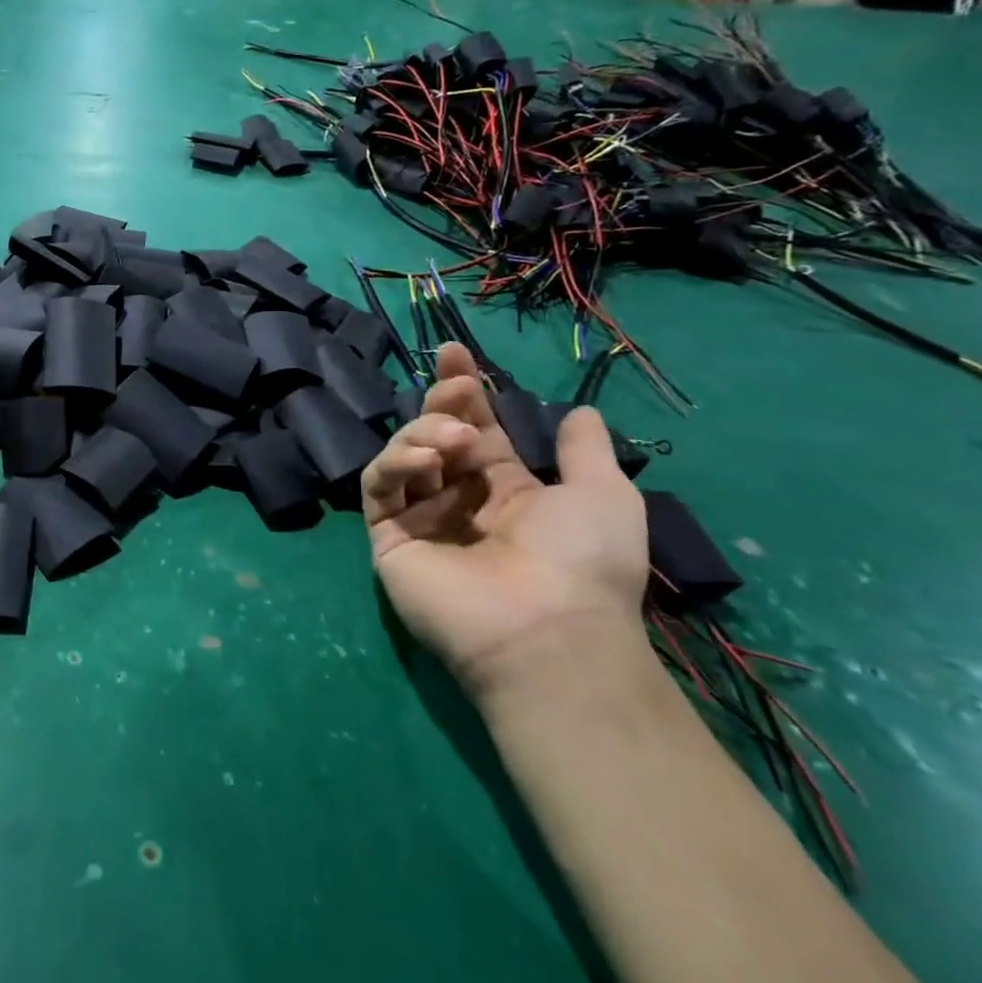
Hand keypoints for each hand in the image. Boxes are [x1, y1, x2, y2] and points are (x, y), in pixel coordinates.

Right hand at [361, 343, 648, 702]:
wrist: (546, 630)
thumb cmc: (582, 561)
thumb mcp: (603, 495)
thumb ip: (584, 450)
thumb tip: (580, 411)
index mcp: (504, 489)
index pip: (476, 428)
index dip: (465, 390)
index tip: (456, 352)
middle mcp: (458, 498)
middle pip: (434, 433)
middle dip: (443, 401)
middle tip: (457, 385)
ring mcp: (419, 517)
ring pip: (403, 453)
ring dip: (424, 431)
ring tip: (457, 439)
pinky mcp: (388, 535)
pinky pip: (378, 486)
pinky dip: (395, 463)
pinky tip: (427, 459)